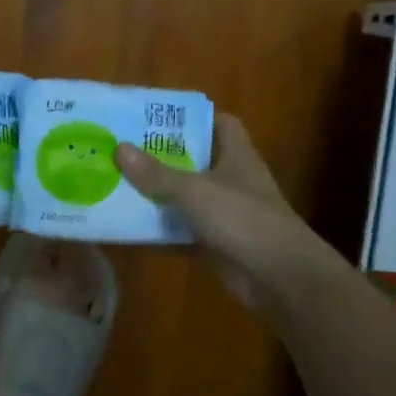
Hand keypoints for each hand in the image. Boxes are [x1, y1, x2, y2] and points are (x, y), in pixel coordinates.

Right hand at [116, 115, 346, 310]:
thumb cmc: (242, 218)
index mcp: (237, 155)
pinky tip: (127, 230)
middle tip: (123, 150)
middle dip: (162, 158)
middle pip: (195, 161)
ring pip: (185, 200)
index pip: (221, 124)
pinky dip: (159, 233)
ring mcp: (225, 215)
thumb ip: (157, 174)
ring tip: (116, 185)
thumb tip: (119, 149)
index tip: (158, 119)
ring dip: (157, 196)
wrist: (280, 278)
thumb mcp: (195, 191)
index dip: (194, 118)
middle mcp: (232, 181)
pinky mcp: (216, 245)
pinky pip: (181, 233)